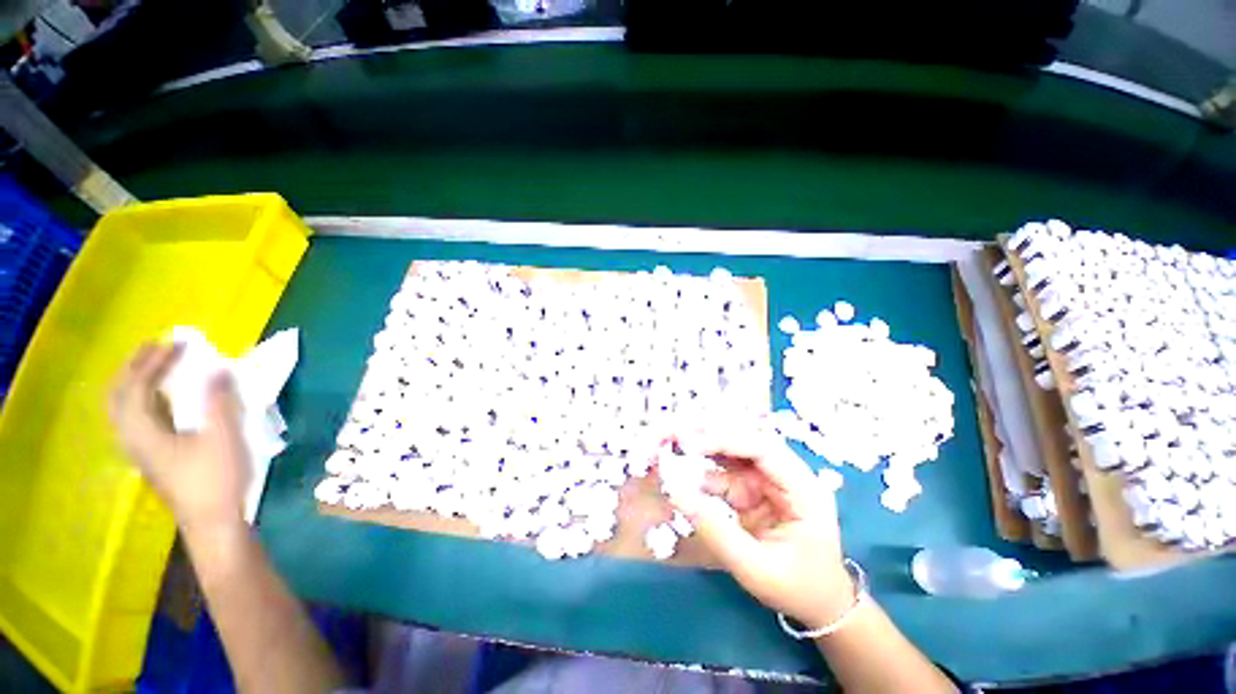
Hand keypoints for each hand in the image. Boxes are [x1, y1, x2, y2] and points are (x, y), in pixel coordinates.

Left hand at [109, 342, 249, 534]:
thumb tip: (219, 369)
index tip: (177, 343)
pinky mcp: (153, 457)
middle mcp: (132, 438)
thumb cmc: (216, 479)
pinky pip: (137, 419)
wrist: (212, 521)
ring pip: (125, 408)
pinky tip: (164, 398)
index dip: (154, 361)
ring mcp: (140, 450)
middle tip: (156, 348)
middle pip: (120, 396)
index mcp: (143, 431)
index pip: (137, 386)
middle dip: (135, 368)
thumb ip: (220, 401)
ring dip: (138, 383)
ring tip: (157, 367)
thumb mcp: (223, 437)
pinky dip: (145, 399)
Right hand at [666, 424, 854, 628]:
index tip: (689, 445)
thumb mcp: (756, 568)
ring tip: (666, 442)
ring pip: (729, 450)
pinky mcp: (750, 488)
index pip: (762, 448)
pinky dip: (698, 469)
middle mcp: (783, 474)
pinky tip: (678, 468)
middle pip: (743, 440)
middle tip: (670, 433)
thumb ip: (716, 531)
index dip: (724, 440)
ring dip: (698, 445)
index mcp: (802, 488)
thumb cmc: (797, 588)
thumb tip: (675, 491)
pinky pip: (721, 472)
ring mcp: (765, 479)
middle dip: (706, 434)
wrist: (817, 604)